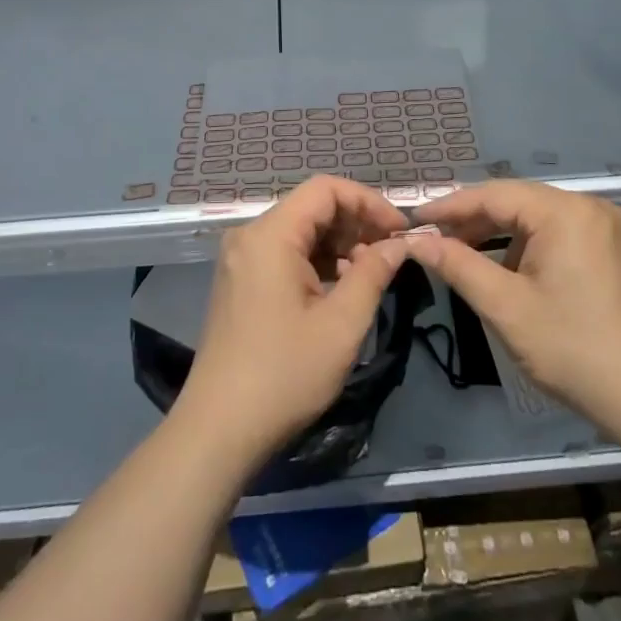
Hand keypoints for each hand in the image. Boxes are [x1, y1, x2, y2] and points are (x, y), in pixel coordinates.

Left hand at [175, 176, 409, 464]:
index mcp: (270, 235)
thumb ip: (373, 273)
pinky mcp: (241, 281)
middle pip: (312, 207)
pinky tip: (341, 287)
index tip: (400, 230)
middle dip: (356, 223)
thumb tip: (401, 243)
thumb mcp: (341, 324)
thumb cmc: (284, 375)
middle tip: (392, 252)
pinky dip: (317, 261)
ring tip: (372, 273)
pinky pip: (285, 253)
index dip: (368, 201)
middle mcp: (250, 236)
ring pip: (300, 231)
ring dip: (339, 244)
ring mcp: (242, 259)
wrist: (219, 430)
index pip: (325, 189)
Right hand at [404, 180, 620, 442]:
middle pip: (518, 202)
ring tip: (467, 257)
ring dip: (502, 235)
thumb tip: (416, 241)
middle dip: (475, 220)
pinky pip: (562, 233)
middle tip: (435, 239)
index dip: (450, 206)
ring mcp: (609, 228)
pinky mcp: (618, 250)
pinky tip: (513, 271)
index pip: (494, 195)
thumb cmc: (573, 350)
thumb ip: (457, 265)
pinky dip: (531, 246)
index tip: (414, 219)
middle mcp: (590, 207)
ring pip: (540, 218)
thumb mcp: (505, 307)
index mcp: (565, 212)